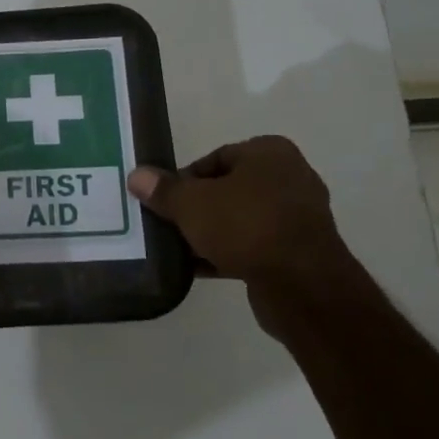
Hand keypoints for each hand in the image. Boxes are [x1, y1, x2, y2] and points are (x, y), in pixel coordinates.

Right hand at [126, 136, 344, 287]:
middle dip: (196, 208)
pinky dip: (228, 253)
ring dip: (210, 233)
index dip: (184, 180)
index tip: (164, 202)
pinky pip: (254, 246)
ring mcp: (298, 216)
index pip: (214, 158)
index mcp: (269, 153)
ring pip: (240, 219)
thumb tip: (137, 175)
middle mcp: (289, 177)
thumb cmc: (246, 226)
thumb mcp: (192, 204)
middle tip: (168, 225)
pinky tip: (199, 269)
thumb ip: (164, 190)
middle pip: (227, 189)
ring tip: (179, 249)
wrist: (301, 284)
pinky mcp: (298, 251)